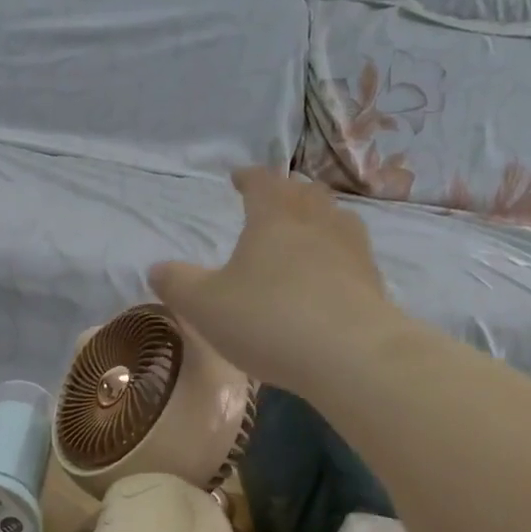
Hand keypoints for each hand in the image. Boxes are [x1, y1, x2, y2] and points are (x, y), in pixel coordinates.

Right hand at [149, 168, 395, 392]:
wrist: (349, 354)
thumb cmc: (267, 320)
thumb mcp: (204, 306)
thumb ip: (177, 284)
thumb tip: (157, 268)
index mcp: (274, 216)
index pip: (261, 182)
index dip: (247, 177)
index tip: (238, 177)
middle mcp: (317, 221)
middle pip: (303, 193)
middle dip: (286, 193)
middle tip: (274, 202)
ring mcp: (352, 249)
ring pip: (335, 218)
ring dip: (318, 218)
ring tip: (307, 231)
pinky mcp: (373, 281)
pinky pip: (352, 254)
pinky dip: (337, 255)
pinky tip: (331, 274)